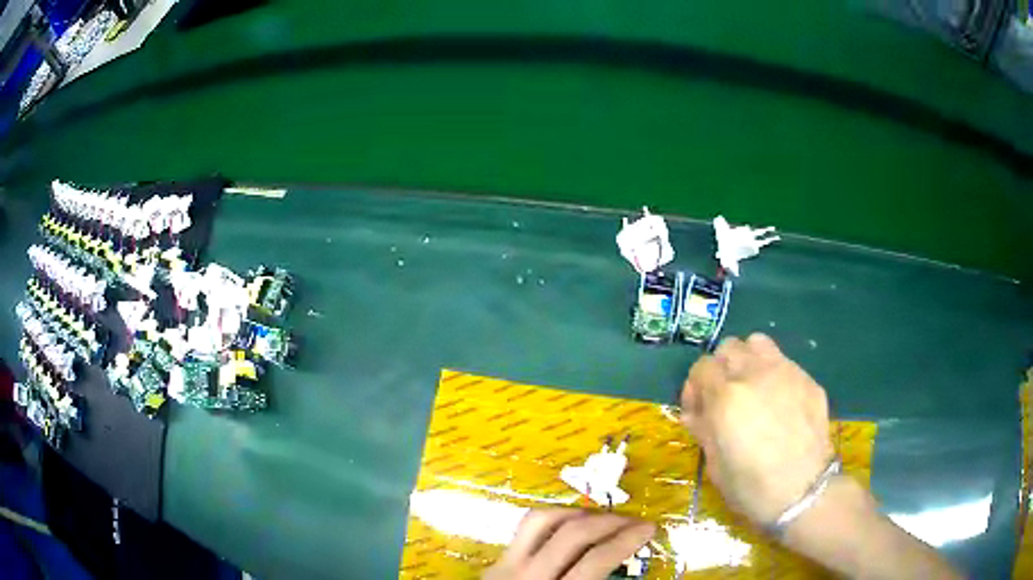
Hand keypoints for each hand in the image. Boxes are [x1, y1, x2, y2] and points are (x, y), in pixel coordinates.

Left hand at [485, 509, 653, 579]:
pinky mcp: (495, 561)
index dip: (627, 541)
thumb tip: (626, 565)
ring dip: (579, 513)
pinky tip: (568, 525)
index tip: (649, 528)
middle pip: (572, 535)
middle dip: (610, 522)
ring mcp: (504, 566)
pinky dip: (553, 519)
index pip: (595, 561)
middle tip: (634, 520)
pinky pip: (525, 528)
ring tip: (602, 518)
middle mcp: (527, 577)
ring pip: (542, 520)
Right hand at [680, 333, 833, 524]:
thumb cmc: (751, 487)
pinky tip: (779, 403)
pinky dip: (774, 374)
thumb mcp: (715, 465)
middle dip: (720, 369)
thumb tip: (696, 413)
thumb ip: (704, 430)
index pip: (701, 367)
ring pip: (758, 343)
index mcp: (726, 397)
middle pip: (728, 347)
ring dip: (748, 360)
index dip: (694, 388)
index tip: (698, 410)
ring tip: (751, 388)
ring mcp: (785, 372)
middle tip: (723, 398)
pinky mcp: (807, 379)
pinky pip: (784, 362)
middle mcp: (754, 374)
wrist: (803, 492)